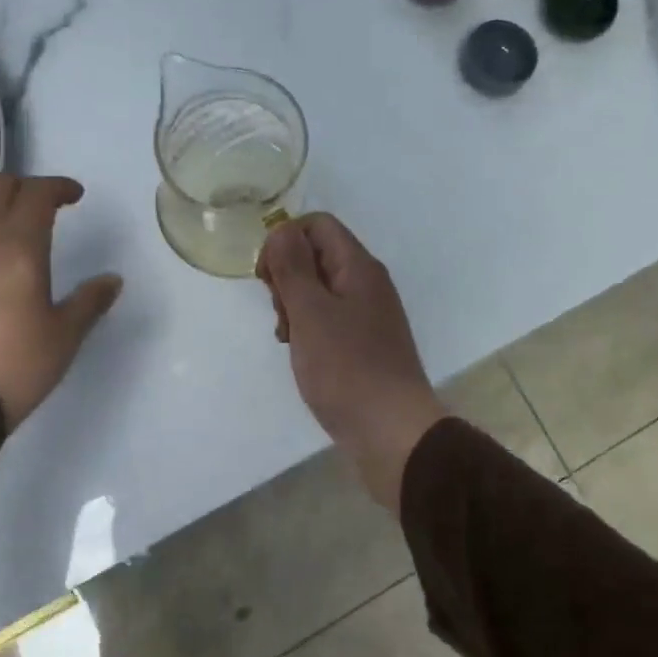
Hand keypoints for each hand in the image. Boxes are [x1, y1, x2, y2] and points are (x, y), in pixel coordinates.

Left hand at [0, 175, 122, 429]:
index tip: (76, 196)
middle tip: (47, 207)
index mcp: (19, 247)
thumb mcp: (66, 335)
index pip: (37, 194)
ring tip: (10, 222)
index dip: (59, 187)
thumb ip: (90, 301)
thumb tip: (113, 280)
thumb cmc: (18, 363)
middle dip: (27, 187)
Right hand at [257, 215, 446, 510]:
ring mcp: (367, 315)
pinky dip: (308, 329)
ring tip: (288, 339)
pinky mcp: (363, 344)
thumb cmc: (346, 369)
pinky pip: (329, 319)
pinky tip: (301, 354)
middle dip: (287, 277)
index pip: (317, 225)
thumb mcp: (311, 312)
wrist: (391, 431)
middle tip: (280, 314)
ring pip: (320, 290)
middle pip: (317, 255)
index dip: (284, 241)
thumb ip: (293, 267)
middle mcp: (367, 284)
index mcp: (358, 267)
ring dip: (294, 306)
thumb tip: (282, 229)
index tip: (266, 278)